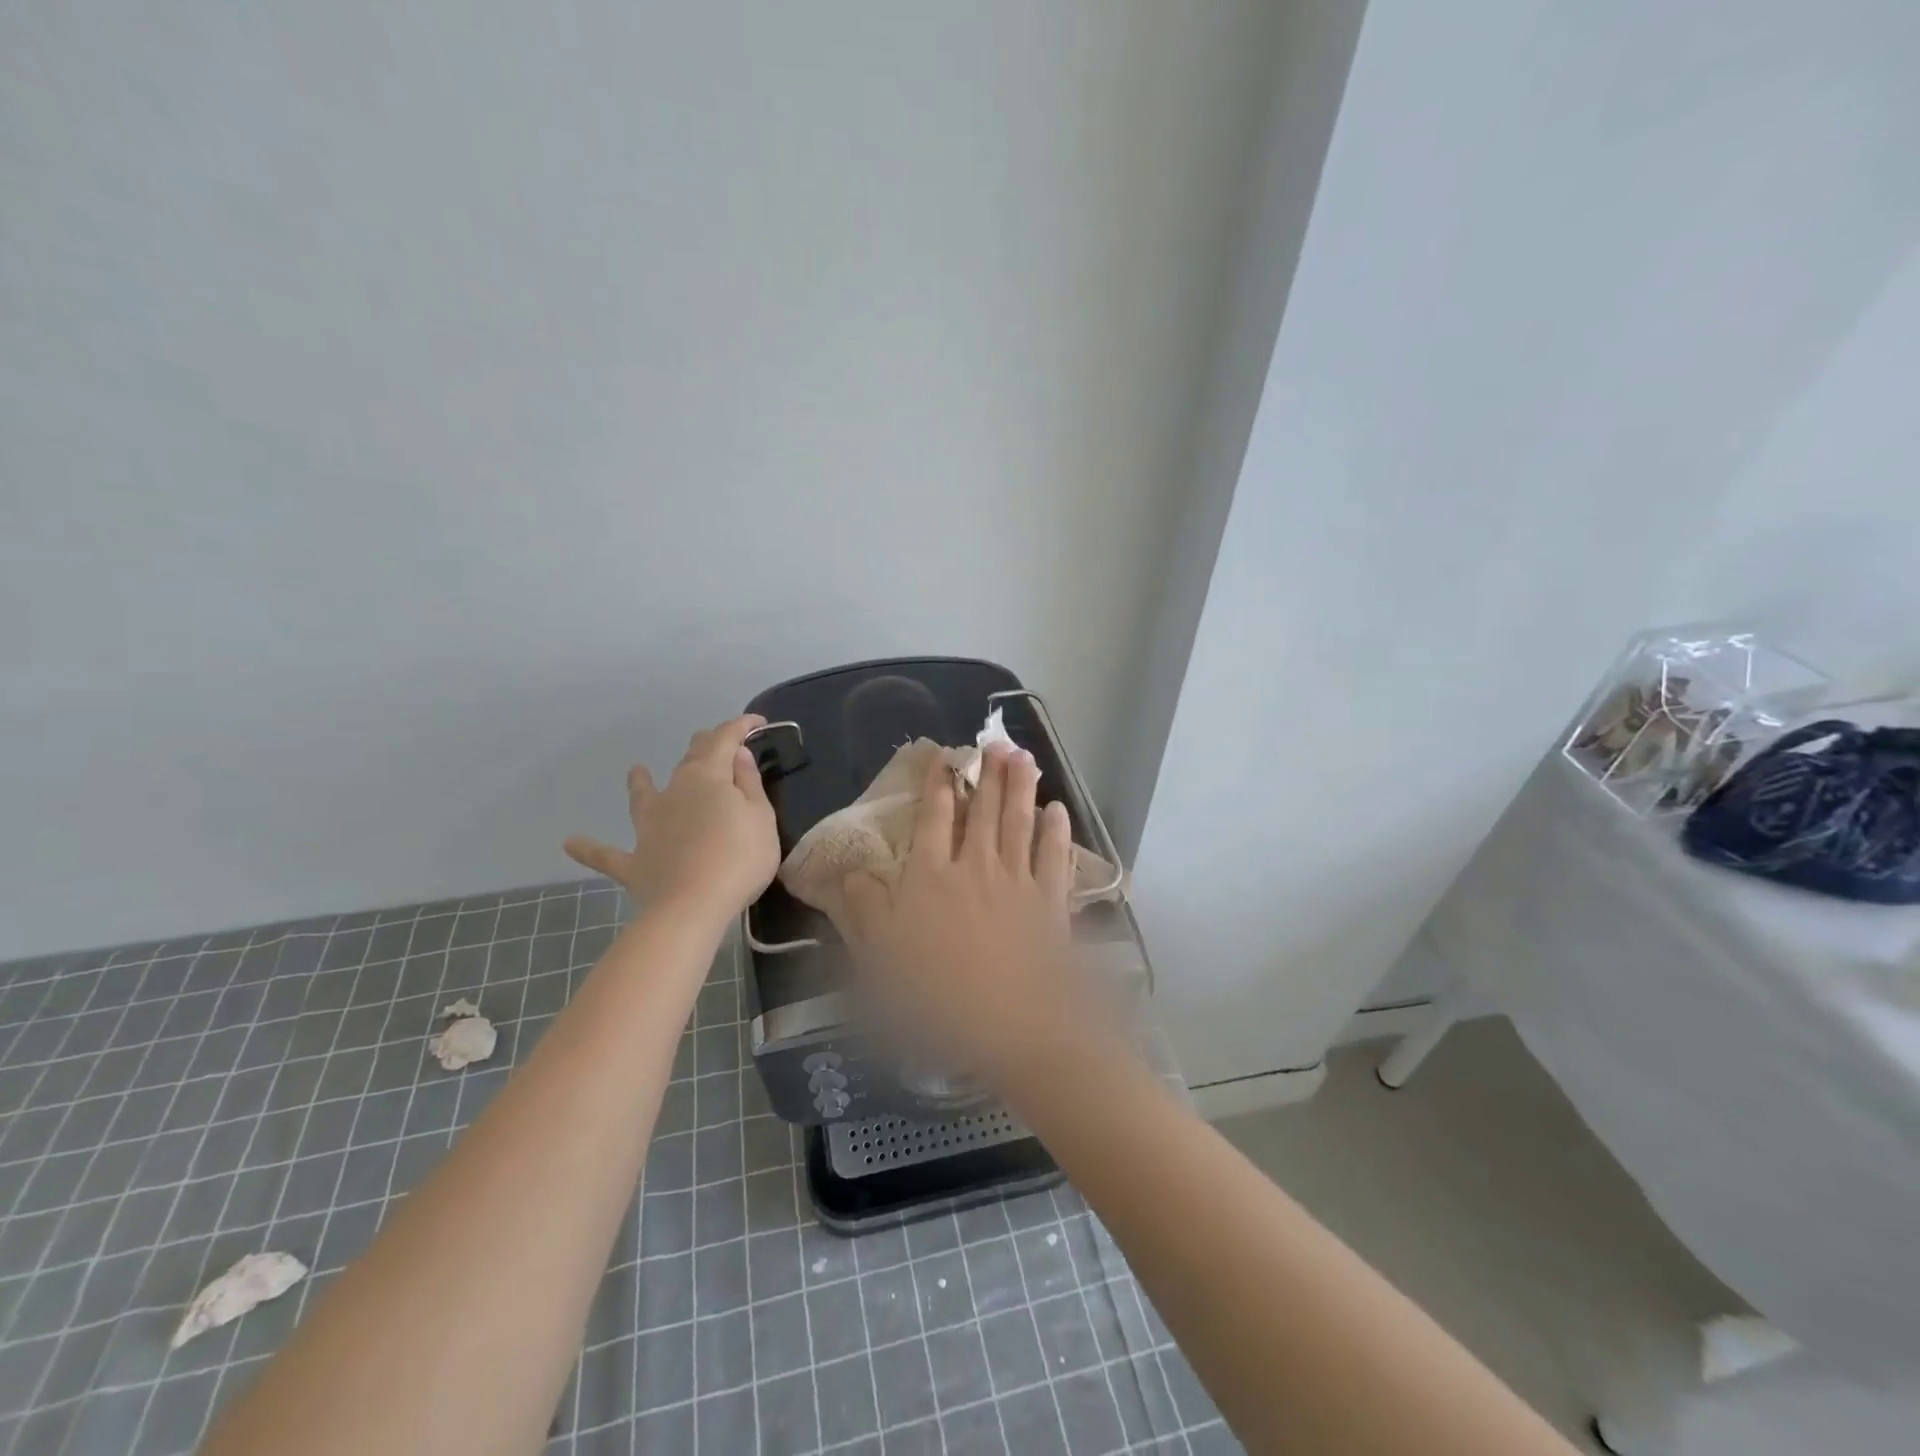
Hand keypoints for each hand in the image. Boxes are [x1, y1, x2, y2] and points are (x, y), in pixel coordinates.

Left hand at [564, 714, 779, 928]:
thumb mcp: (761, 817)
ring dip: (640, 782)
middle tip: (719, 743)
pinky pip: (605, 853)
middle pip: (689, 759)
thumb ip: (748, 783)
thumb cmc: (740, 858)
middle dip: (705, 745)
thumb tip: (736, 754)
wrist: (693, 907)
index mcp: (708, 777)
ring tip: (635, 770)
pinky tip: (569, 842)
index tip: (757, 722)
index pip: (725, 740)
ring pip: (642, 795)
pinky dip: (589, 847)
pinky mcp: (634, 860)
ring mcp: (649, 825)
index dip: (740, 726)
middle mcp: (674, 791)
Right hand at [841, 742, 1087, 1083]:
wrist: (1015, 1026)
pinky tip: (1057, 810)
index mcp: (931, 878)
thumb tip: (854, 874)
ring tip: (1023, 755)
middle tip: (995, 741)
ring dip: (1020, 786)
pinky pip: (1054, 856)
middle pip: (982, 811)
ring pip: (1018, 821)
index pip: (933, 819)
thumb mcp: (882, 961)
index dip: (938, 785)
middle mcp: (975, 867)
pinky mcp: (1050, 902)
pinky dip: (1056, 831)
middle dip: (987, 773)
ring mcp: (1018, 881)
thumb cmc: (939, 997)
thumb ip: (864, 913)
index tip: (944, 758)